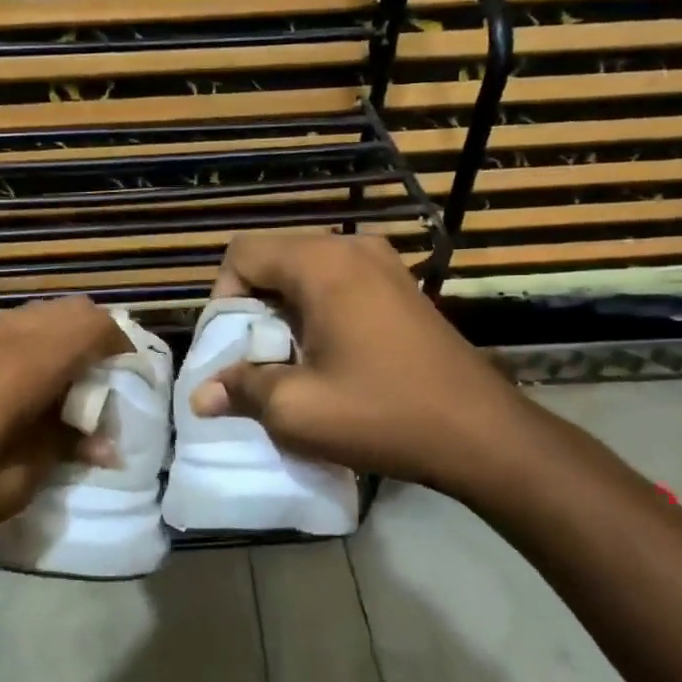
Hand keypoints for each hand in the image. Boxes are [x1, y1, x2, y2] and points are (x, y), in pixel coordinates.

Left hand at [0, 297, 128, 561]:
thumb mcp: (4, 488)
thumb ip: (61, 452)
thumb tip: (106, 443)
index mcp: (21, 365)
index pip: (94, 325)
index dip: (124, 349)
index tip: (133, 390)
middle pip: (70, 312)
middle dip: (99, 345)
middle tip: (104, 399)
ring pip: (38, 318)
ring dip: (65, 347)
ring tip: (66, 403)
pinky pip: (9, 331)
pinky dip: (33, 352)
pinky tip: (21, 402)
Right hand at [190, 234, 527, 491]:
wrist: (480, 433)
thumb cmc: (382, 414)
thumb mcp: (296, 410)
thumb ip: (240, 390)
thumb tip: (201, 394)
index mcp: (322, 264)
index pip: (242, 253)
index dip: (222, 297)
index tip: (232, 347)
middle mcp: (352, 248)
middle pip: (273, 258)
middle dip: (252, 307)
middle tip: (255, 359)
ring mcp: (383, 264)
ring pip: (304, 272)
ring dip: (283, 312)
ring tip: (289, 361)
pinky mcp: (401, 287)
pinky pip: (337, 283)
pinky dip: (316, 312)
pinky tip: (328, 357)